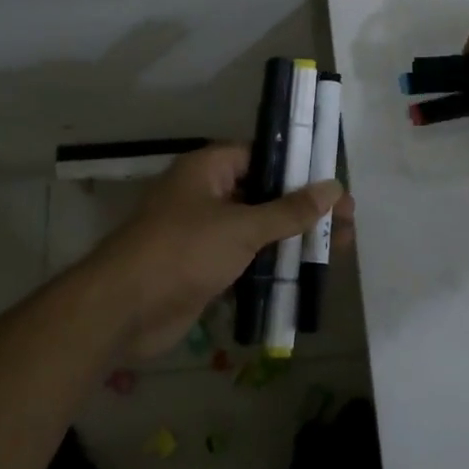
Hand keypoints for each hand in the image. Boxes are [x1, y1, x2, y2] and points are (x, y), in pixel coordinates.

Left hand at [88, 144, 351, 359]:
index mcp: (209, 169)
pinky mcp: (205, 268)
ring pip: (259, 230)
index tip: (332, 183)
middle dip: (305, 209)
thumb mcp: (242, 227)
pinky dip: (273, 266)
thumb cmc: (182, 252)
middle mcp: (207, 194)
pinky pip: (247, 260)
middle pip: (266, 194)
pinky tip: (307, 275)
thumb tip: (334, 188)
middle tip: (347, 222)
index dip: (298, 167)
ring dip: (293, 239)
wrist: (122, 312)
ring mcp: (205, 233)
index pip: (262, 156)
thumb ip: (290, 210)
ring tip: (339, 249)